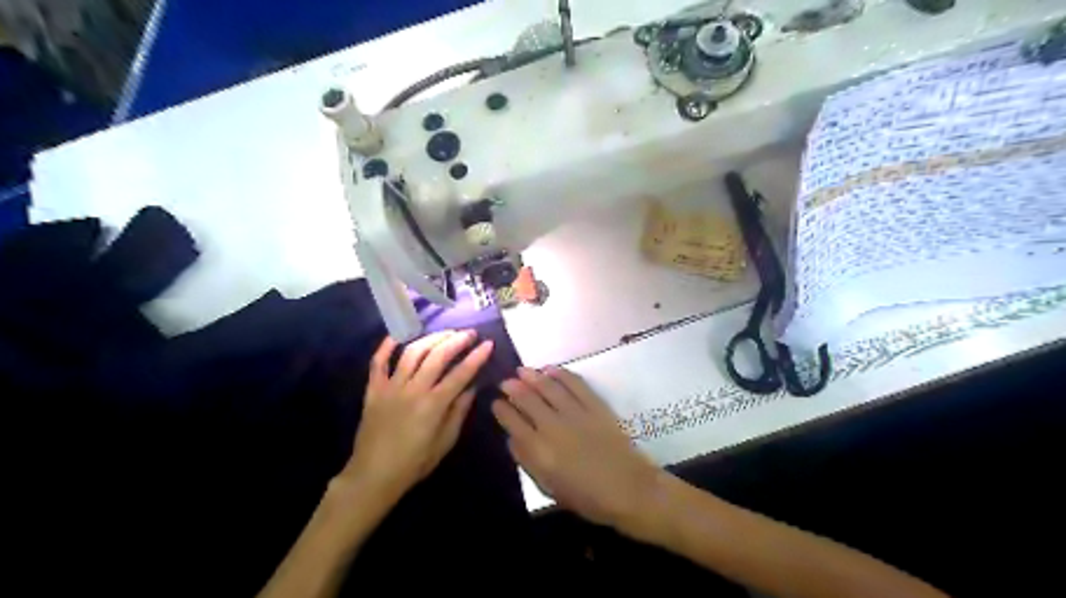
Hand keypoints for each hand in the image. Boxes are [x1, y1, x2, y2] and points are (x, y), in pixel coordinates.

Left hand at [341, 331, 494, 498]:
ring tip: (445, 333)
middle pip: (437, 356)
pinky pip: (378, 362)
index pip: (460, 374)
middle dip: (456, 341)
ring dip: (431, 339)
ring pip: (412, 353)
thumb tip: (471, 388)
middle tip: (470, 333)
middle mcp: (413, 390)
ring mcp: (390, 387)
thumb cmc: (414, 464)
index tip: (488, 344)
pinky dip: (387, 346)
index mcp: (433, 405)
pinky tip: (399, 335)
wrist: (373, 476)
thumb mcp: (445, 443)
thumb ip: (458, 412)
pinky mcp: (373, 390)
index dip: (476, 357)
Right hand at [493, 367, 664, 529]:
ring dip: (532, 376)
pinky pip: (574, 383)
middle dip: (512, 388)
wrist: (629, 489)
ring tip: (522, 371)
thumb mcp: (549, 487)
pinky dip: (561, 373)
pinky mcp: (594, 405)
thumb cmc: (587, 497)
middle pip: (526, 399)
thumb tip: (512, 438)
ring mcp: (575, 413)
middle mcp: (552, 426)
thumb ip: (527, 461)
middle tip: (505, 382)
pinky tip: (551, 369)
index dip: (501, 409)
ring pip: (547, 386)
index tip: (495, 402)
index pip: (512, 422)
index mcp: (539, 450)